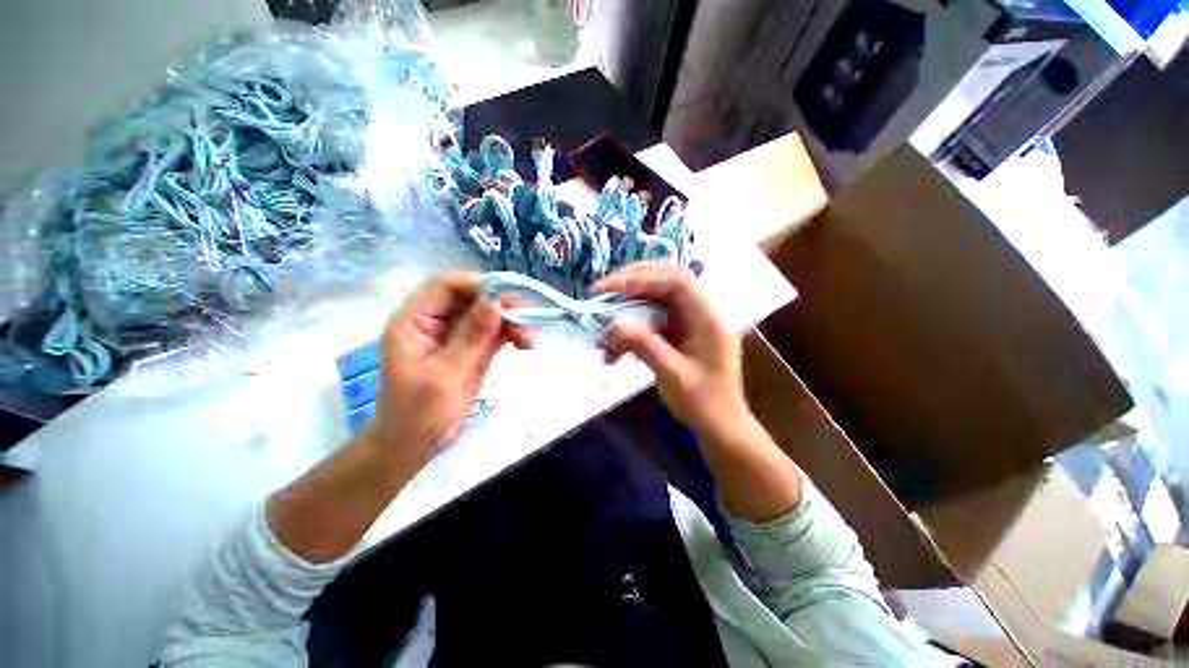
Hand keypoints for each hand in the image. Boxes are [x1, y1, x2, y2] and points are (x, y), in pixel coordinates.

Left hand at [366, 272, 533, 469]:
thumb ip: (470, 338)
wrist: (416, 443)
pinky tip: (526, 344)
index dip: (477, 284)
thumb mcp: (444, 376)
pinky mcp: (473, 348)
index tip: (507, 296)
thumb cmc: (417, 413)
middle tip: (527, 319)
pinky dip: (512, 334)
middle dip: (501, 305)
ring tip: (530, 339)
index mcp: (415, 321)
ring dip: (512, 322)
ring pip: (488, 314)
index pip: (445, 286)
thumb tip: (494, 303)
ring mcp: (457, 335)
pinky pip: (495, 332)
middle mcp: (436, 322)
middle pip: (472, 298)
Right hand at [592, 262, 749, 440]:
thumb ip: (644, 346)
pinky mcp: (679, 334)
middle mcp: (700, 312)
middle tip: (601, 292)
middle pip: (664, 282)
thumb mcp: (673, 376)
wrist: (721, 426)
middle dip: (631, 285)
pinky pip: (652, 323)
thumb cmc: (705, 404)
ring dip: (627, 313)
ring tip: (603, 335)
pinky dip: (632, 333)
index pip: (675, 280)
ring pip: (654, 302)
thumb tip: (613, 325)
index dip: (641, 277)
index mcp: (707, 318)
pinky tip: (614, 354)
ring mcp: (689, 322)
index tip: (609, 288)